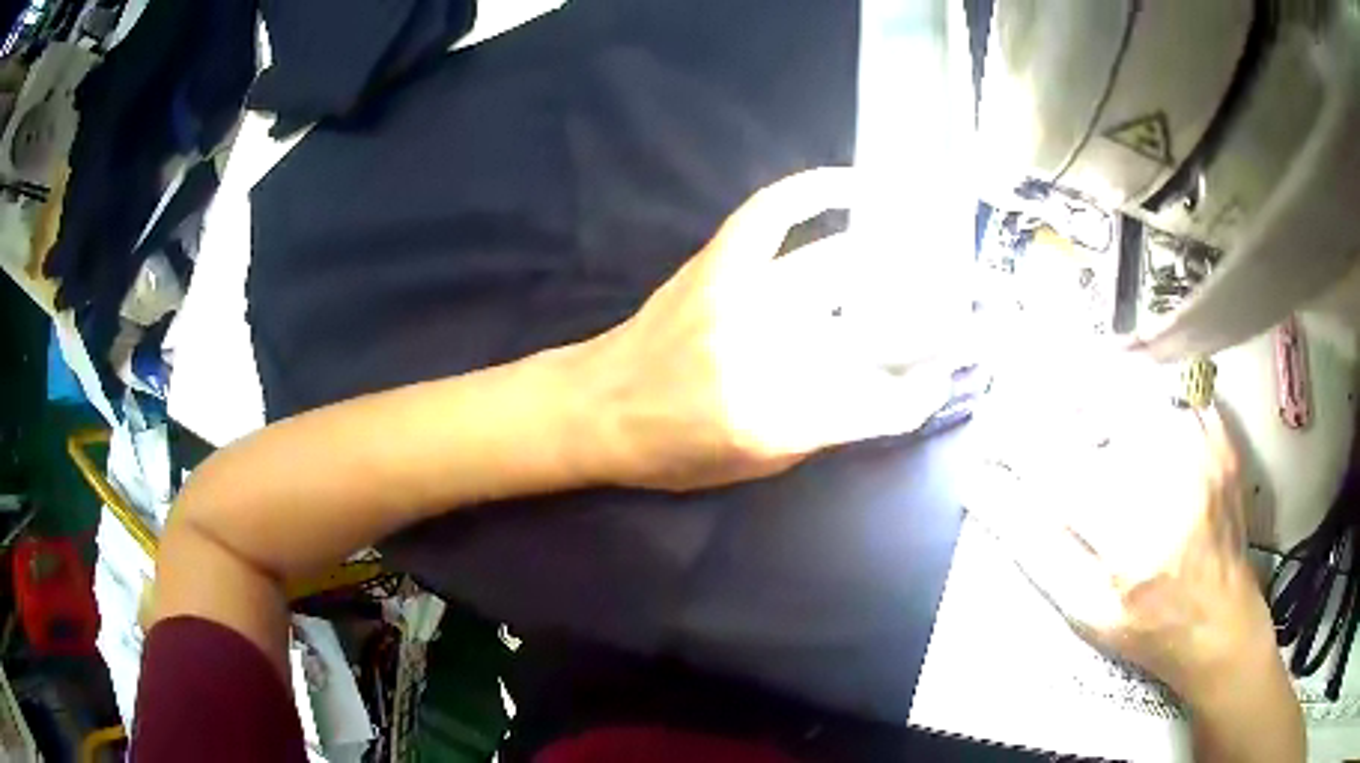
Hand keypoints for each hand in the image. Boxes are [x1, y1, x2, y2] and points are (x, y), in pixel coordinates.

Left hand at [574, 168, 951, 490]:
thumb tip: (879, 385)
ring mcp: (741, 297)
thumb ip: (825, 427)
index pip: (881, 403)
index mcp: (779, 419)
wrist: (597, 409)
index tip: (940, 376)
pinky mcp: (717, 263)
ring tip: (927, 249)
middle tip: (955, 311)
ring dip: (892, 258)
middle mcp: (768, 354)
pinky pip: (775, 211)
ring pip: (839, 266)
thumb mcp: (758, 466)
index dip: (922, 390)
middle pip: (873, 329)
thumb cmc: (673, 452)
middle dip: (927, 322)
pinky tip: (856, 186)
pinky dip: (817, 190)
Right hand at [1013, 397, 1303, 761]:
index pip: (1056, 468)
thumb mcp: (1084, 612)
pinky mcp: (1221, 438)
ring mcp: (1202, 451)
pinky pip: (1177, 384)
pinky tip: (1130, 389)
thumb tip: (984, 494)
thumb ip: (1035, 552)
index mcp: (1129, 539)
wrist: (1220, 622)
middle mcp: (1169, 482)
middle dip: (1057, 389)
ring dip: (1100, 378)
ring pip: (1141, 381)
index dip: (1014, 442)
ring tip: (1075, 385)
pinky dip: (1147, 379)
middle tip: (1032, 393)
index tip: (988, 432)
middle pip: (1102, 401)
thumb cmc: (1148, 628)